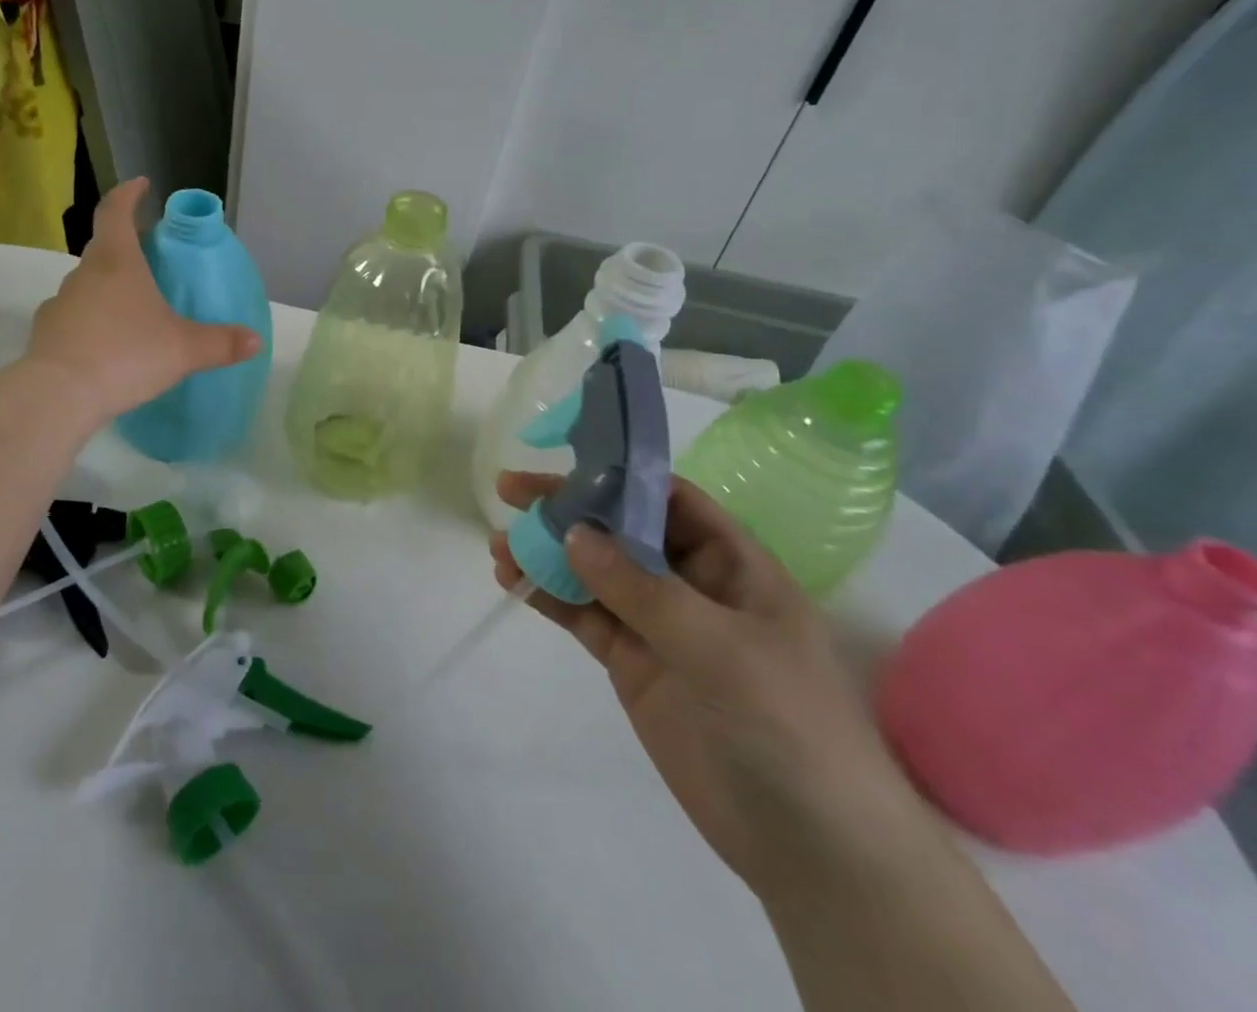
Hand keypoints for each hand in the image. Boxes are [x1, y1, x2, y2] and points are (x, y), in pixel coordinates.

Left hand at [27, 179, 260, 424]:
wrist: (59, 396)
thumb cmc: (126, 355)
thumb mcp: (184, 349)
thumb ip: (220, 343)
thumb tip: (255, 340)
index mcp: (117, 262)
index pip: (116, 211)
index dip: (129, 194)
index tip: (142, 184)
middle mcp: (84, 275)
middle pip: (104, 248)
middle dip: (127, 248)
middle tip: (151, 260)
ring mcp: (60, 303)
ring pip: (88, 285)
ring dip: (108, 288)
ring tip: (133, 311)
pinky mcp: (46, 334)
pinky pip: (74, 318)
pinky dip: (91, 322)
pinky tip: (107, 346)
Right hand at [492, 473, 937, 898]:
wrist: (812, 849)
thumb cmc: (786, 725)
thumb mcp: (718, 646)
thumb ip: (641, 588)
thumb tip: (573, 533)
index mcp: (732, 564)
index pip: (669, 498)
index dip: (618, 474)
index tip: (563, 462)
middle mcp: (693, 584)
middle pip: (622, 529)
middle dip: (569, 509)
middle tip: (510, 492)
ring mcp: (661, 626)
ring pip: (595, 572)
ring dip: (548, 553)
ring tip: (499, 543)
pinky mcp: (635, 665)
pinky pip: (587, 617)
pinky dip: (551, 597)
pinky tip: (514, 581)